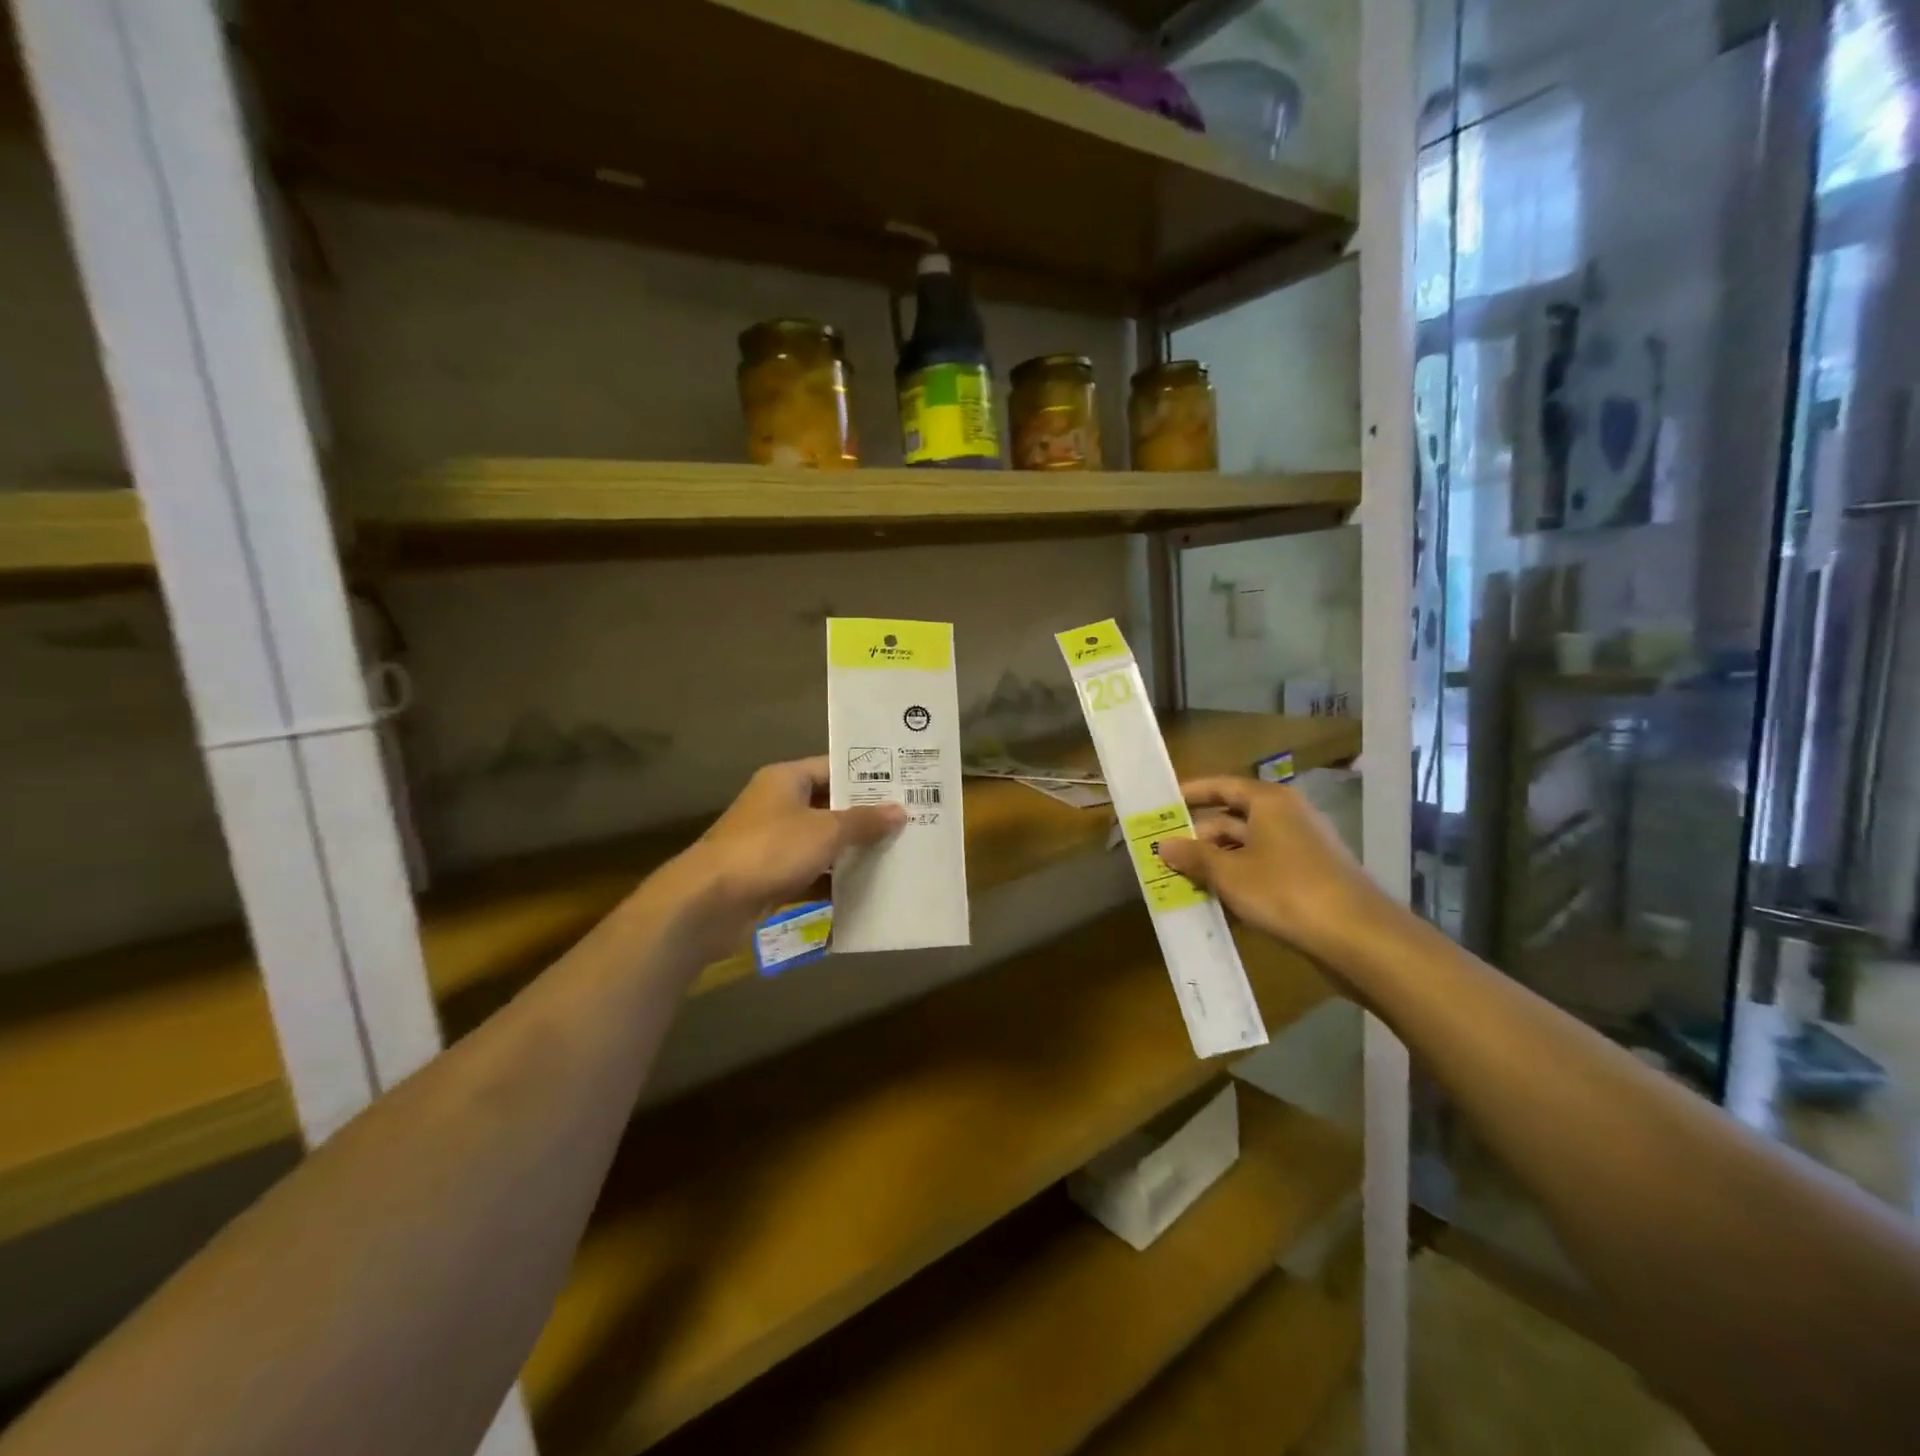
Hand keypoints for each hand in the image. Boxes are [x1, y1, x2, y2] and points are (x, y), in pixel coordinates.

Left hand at [674, 758, 905, 940]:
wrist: (710, 902)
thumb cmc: (770, 849)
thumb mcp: (825, 831)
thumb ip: (864, 821)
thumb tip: (900, 810)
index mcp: (786, 780)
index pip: (834, 768)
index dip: (868, 775)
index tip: (904, 785)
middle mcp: (778, 805)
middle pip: (830, 805)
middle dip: (866, 816)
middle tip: (910, 821)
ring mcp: (773, 842)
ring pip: (822, 841)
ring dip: (852, 850)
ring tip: (898, 854)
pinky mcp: (771, 876)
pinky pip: (811, 872)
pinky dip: (834, 880)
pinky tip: (868, 888)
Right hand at [1155, 776, 1384, 962]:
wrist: (1358, 936)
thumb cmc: (1285, 891)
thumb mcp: (1229, 874)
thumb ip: (1194, 857)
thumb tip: (1163, 845)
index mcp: (1269, 802)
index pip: (1223, 786)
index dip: (1192, 793)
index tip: (1164, 804)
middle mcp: (1288, 815)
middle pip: (1233, 818)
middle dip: (1200, 837)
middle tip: (1166, 854)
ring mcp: (1302, 846)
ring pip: (1248, 846)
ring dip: (1218, 862)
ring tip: (1185, 882)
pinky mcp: (1311, 875)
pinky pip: (1265, 868)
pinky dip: (1241, 878)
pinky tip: (1220, 902)